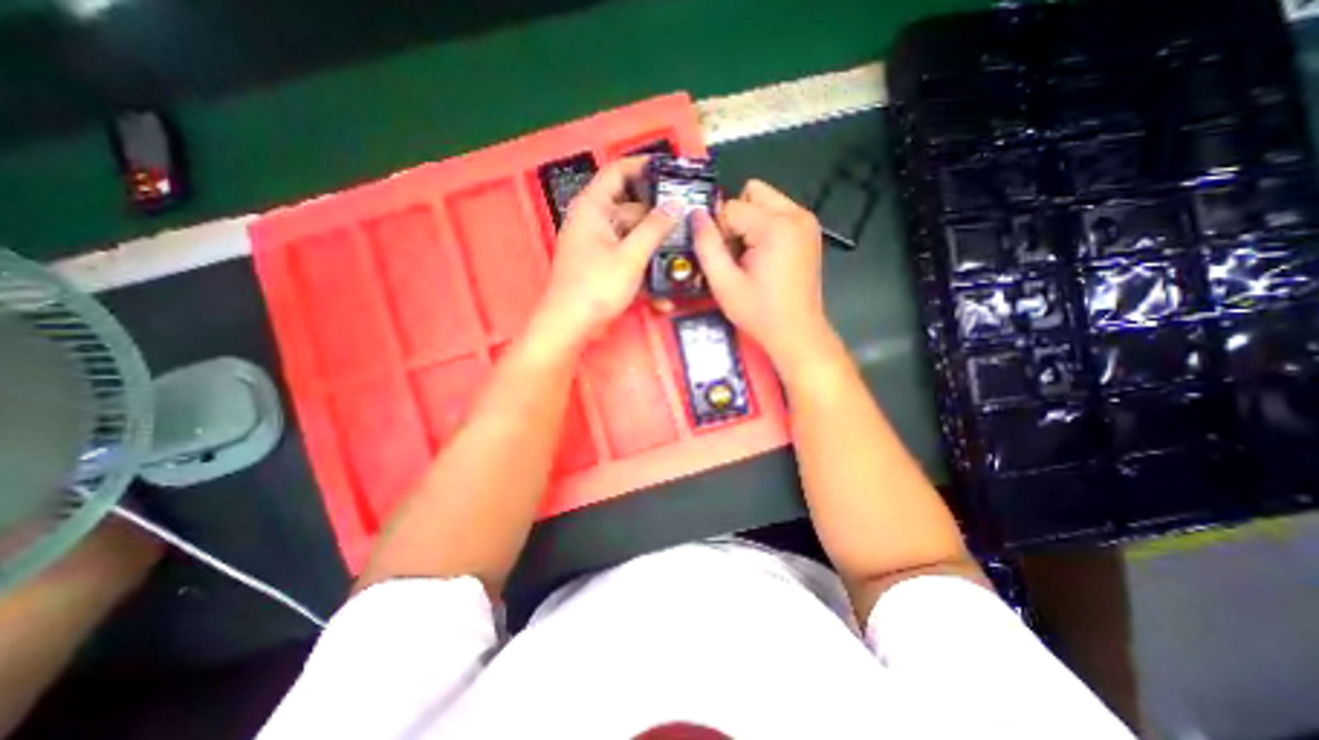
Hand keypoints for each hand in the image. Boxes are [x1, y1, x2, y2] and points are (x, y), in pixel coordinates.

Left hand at [534, 153, 677, 348]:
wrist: (571, 326)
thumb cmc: (596, 287)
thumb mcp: (630, 256)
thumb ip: (655, 228)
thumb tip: (676, 204)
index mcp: (593, 208)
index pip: (618, 172)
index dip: (644, 167)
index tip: (672, 172)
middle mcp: (594, 221)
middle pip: (631, 207)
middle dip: (658, 216)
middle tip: (688, 219)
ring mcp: (598, 245)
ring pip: (633, 236)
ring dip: (654, 247)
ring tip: (683, 252)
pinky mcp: (603, 266)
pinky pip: (627, 257)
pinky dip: (643, 268)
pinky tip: (663, 289)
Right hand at [692, 179, 831, 369]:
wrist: (797, 333)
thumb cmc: (760, 313)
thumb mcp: (724, 283)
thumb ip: (706, 245)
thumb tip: (695, 215)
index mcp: (776, 226)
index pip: (731, 206)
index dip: (719, 232)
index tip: (722, 258)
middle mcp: (796, 214)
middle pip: (752, 192)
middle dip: (736, 218)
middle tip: (735, 252)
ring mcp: (807, 222)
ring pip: (765, 200)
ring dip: (750, 222)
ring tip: (749, 256)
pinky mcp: (810, 231)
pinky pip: (778, 213)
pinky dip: (764, 228)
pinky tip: (763, 257)